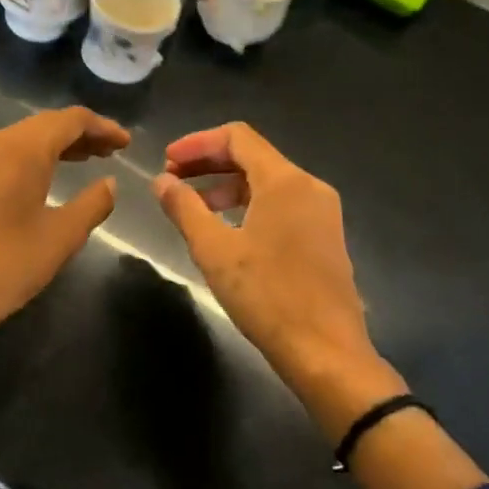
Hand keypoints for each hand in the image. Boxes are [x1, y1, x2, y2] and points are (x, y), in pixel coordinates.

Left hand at [0, 107, 129, 353]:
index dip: (102, 127)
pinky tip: (42, 181)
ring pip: (22, 139)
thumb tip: (110, 183)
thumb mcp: (61, 238)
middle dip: (81, 134)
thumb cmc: (5, 265)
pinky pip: (3, 155)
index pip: (70, 120)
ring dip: (55, 145)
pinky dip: (31, 159)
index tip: (125, 144)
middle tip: (111, 152)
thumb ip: (93, 203)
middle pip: (45, 124)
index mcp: (22, 150)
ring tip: (85, 161)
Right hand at [154, 123, 390, 399]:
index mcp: (285, 181)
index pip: (237, 137)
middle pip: (252, 156)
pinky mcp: (324, 236)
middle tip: (172, 180)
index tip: (167, 161)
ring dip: (226, 185)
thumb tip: (161, 181)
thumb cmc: (267, 296)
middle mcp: (309, 186)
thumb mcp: (214, 250)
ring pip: (267, 181)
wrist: (326, 351)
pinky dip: (248, 204)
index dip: (197, 143)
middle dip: (209, 163)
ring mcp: (322, 212)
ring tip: (193, 207)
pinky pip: (281, 203)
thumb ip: (184, 208)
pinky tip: (226, 229)